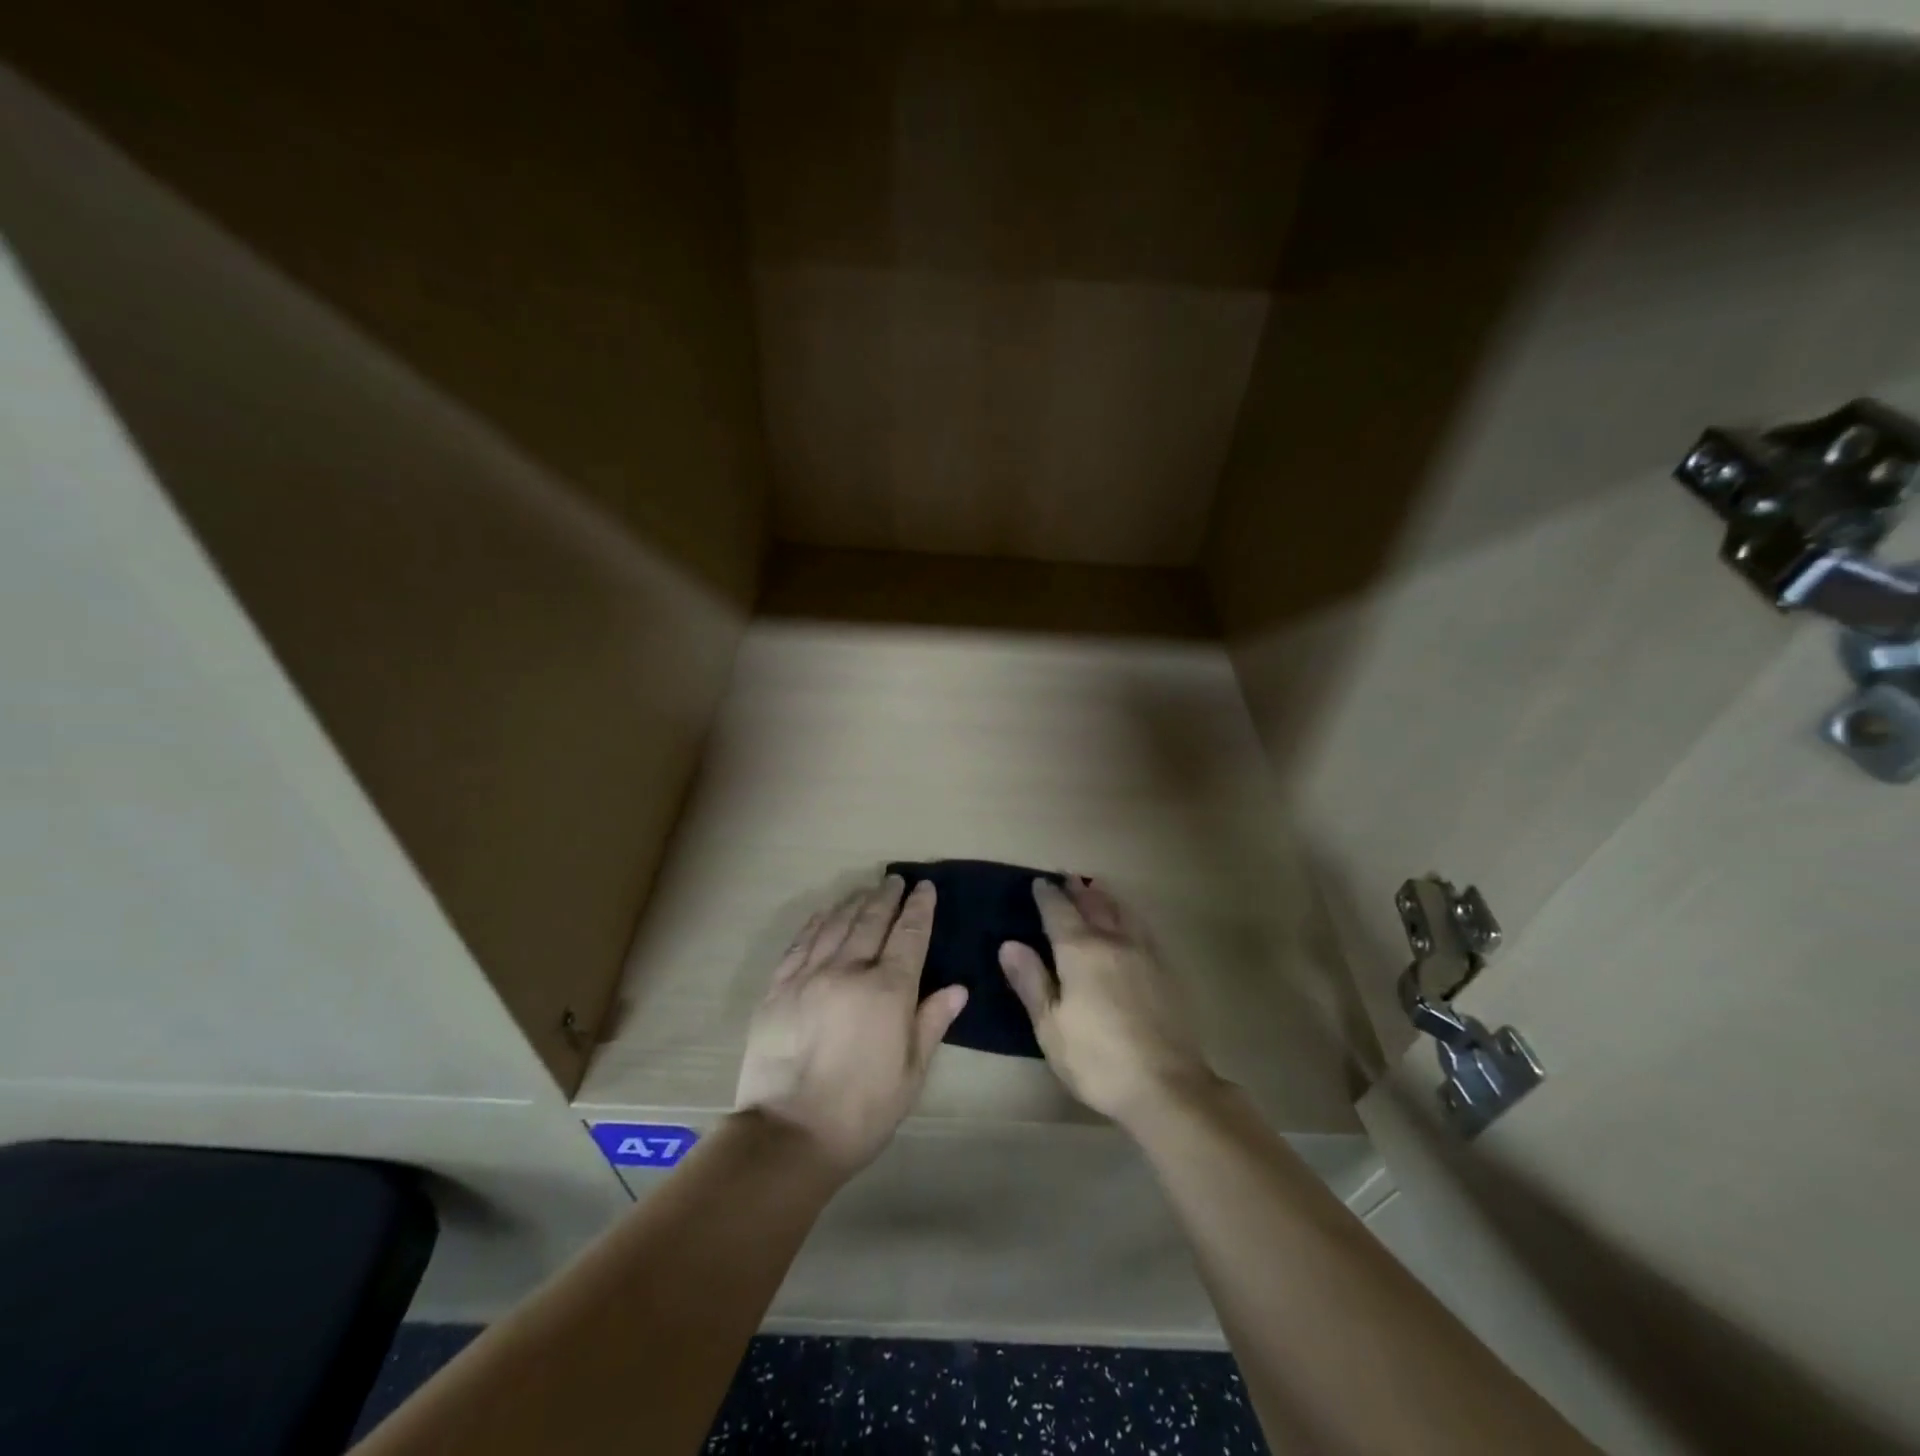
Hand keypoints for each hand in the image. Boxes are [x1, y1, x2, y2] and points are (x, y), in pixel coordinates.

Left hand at [735, 875, 968, 1176]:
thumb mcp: (910, 1074)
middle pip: (872, 920)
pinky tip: (824, 913)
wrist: (788, 1134)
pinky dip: (817, 922)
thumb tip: (957, 988)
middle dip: (887, 896)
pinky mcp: (778, 987)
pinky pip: (801, 942)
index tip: (925, 887)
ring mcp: (809, 975)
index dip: (920, 908)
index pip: (910, 935)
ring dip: (854, 902)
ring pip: (836, 924)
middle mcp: (849, 970)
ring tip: (865, 889)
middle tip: (895, 878)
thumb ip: (931, 1023)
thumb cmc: (862, 1111)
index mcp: (888, 990)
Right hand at [999, 877, 1214, 1126]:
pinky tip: (1130, 922)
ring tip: (1095, 889)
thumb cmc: (1096, 1059)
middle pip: (1093, 905)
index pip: (1059, 912)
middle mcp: (1113, 942)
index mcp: (1080, 952)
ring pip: (1122, 912)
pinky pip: (1143, 928)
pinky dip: (1129, 915)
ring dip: (1105, 897)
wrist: (1167, 1086)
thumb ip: (1031, 981)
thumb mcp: (1050, 1026)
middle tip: (1066, 877)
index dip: (1047, 896)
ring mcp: (1144, 954)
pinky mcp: (1166, 971)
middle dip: (1077, 890)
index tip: (1039, 882)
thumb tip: (1009, 944)